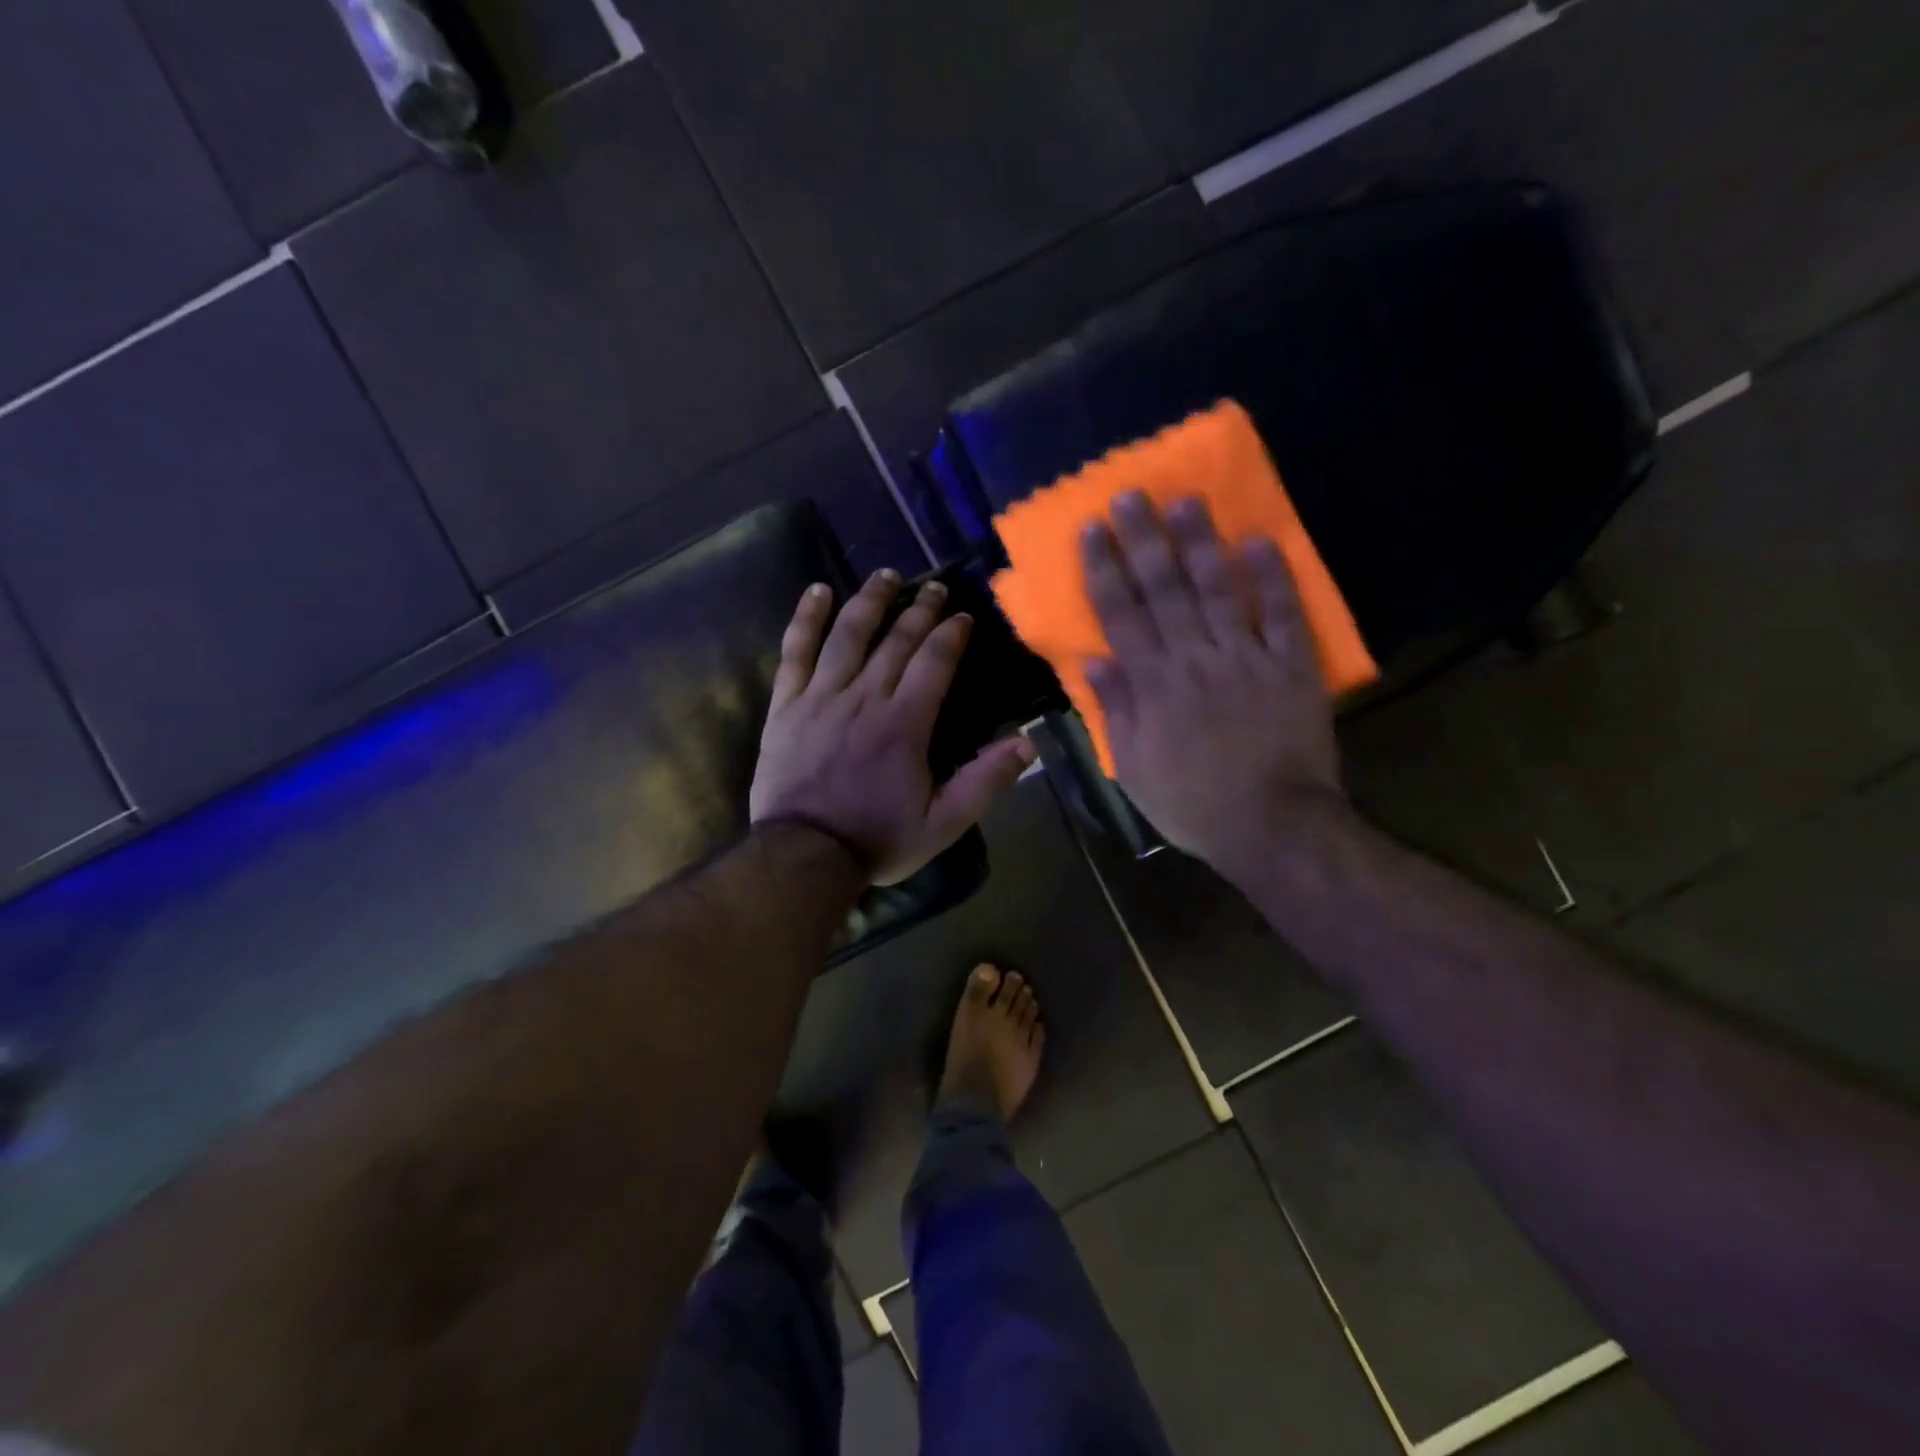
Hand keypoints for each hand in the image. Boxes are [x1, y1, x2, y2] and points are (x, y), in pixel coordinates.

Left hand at [751, 569, 1036, 884]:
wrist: (804, 855)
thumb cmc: (876, 839)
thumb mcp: (943, 823)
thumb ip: (984, 782)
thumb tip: (1027, 743)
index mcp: (904, 723)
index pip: (934, 662)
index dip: (950, 634)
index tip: (962, 616)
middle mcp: (865, 697)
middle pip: (896, 641)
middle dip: (919, 609)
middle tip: (934, 587)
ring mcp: (821, 697)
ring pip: (848, 635)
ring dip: (869, 601)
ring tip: (885, 575)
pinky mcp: (786, 705)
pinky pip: (795, 652)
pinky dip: (806, 619)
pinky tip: (817, 592)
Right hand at [1079, 493, 1352, 880]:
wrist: (1274, 826)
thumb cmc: (1193, 802)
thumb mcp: (1134, 768)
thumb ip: (1117, 711)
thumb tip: (1096, 660)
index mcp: (1154, 685)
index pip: (1122, 615)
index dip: (1104, 569)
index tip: (1092, 529)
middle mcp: (1195, 659)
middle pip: (1165, 590)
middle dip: (1144, 540)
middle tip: (1132, 495)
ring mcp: (1246, 658)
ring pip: (1218, 590)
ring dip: (1201, 543)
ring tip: (1187, 500)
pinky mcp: (1291, 666)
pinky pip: (1281, 615)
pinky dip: (1272, 578)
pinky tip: (1260, 540)